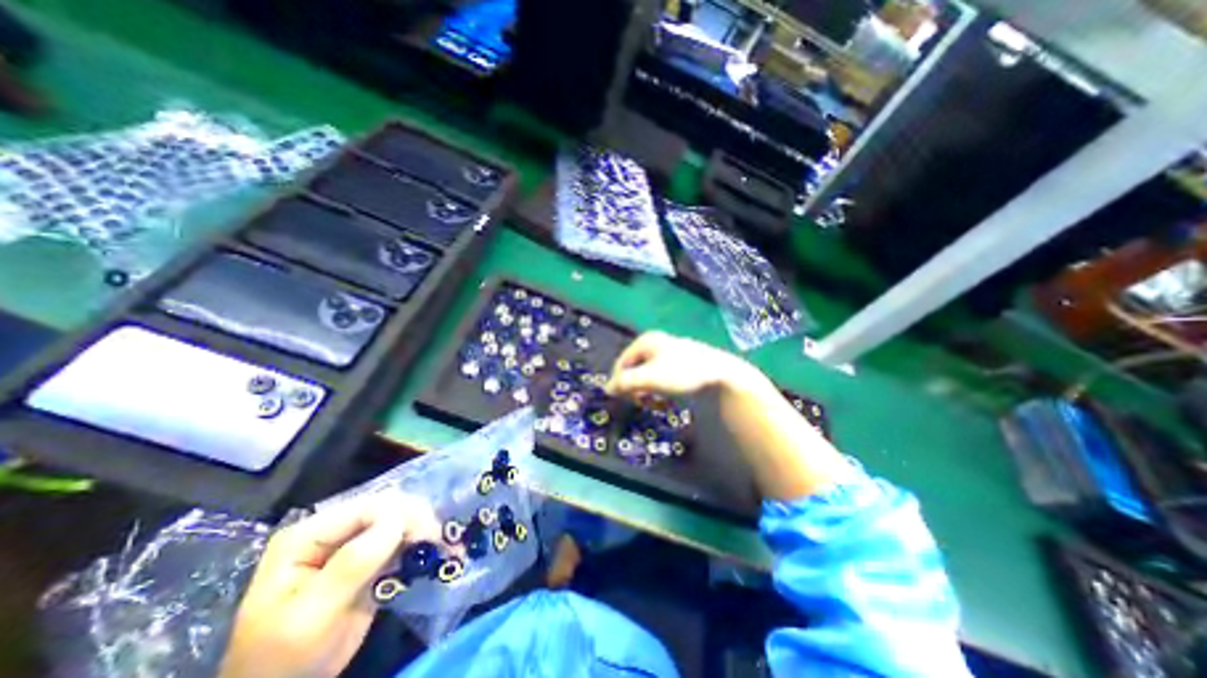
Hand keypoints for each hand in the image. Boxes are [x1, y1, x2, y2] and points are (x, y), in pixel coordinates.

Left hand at [219, 492, 440, 677]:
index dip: (401, 515)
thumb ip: (352, 564)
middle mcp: (333, 530)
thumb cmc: (284, 658)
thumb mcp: (312, 615)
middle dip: (418, 521)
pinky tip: (441, 549)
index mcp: (308, 535)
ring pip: (400, 520)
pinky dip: (423, 544)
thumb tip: (397, 520)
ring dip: (426, 530)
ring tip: (448, 545)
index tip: (430, 534)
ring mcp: (353, 542)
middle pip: (387, 508)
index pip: (366, 508)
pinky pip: (402, 540)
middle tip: (443, 542)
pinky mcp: (371, 557)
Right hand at [609, 331, 755, 399]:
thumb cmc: (681, 373)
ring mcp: (670, 353)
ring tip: (658, 404)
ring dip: (649, 392)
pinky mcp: (682, 365)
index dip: (619, 382)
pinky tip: (669, 401)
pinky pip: (663, 379)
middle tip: (643, 403)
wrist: (721, 375)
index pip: (622, 363)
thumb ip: (625, 383)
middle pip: (635, 370)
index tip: (624, 400)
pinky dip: (661, 391)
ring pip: (649, 376)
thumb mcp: (649, 378)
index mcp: (646, 341)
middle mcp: (656, 343)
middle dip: (637, 389)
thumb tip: (607, 389)